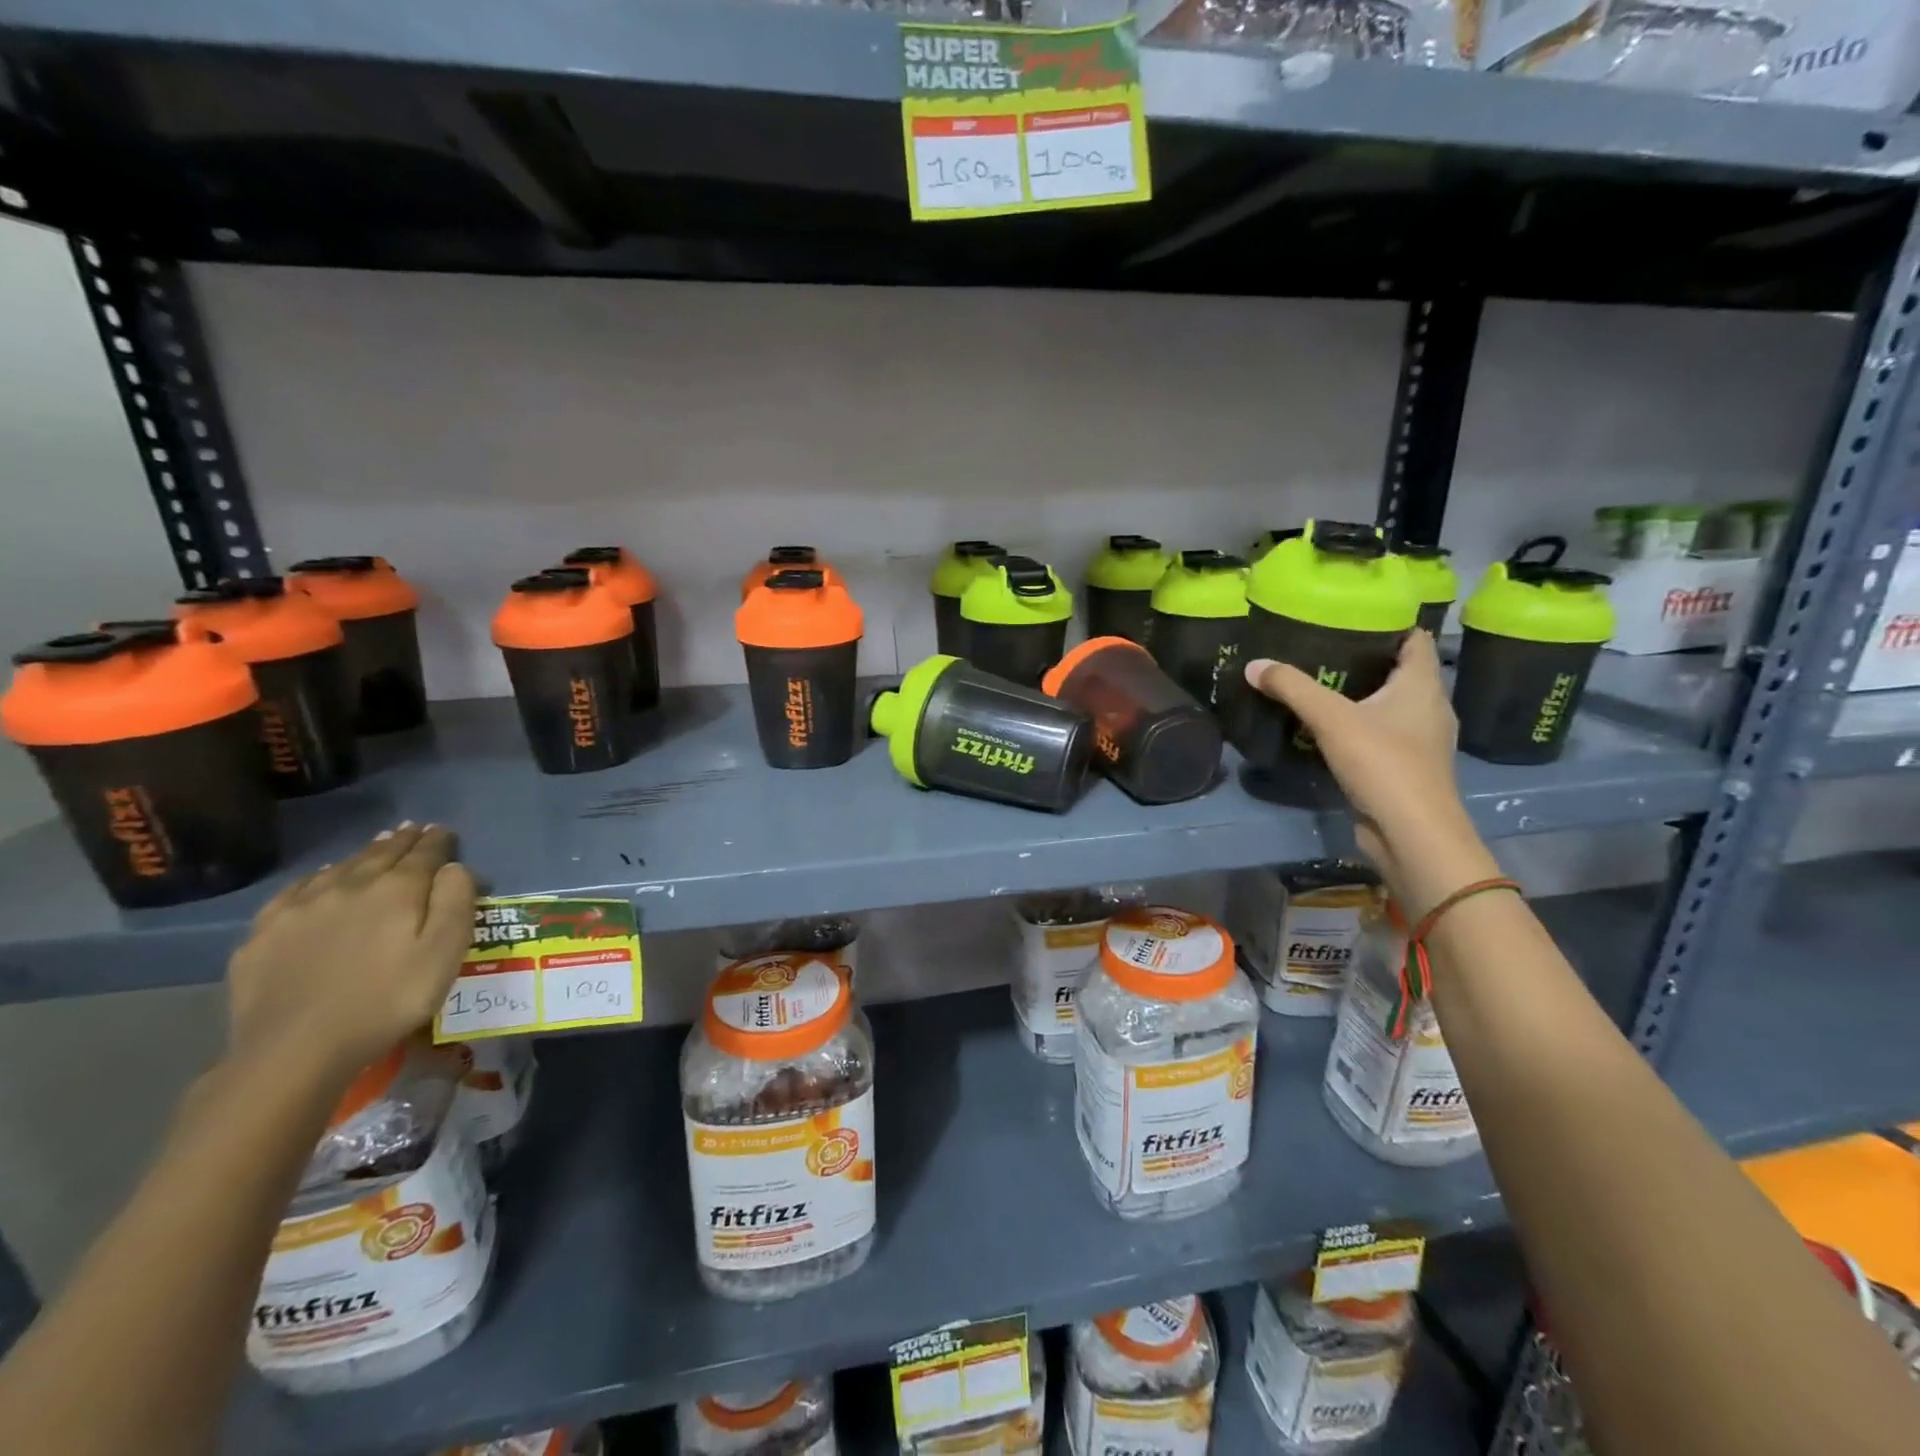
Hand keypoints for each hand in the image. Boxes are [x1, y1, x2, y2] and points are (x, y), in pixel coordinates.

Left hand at [226, 824, 476, 1087]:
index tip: (444, 831)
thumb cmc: (388, 1000)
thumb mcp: (445, 953)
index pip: (423, 854)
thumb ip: (456, 901)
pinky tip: (320, 879)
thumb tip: (454, 866)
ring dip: (364, 854)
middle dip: (402, 841)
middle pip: (380, 855)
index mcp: (396, 890)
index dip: (437, 841)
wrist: (295, 1049)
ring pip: (340, 867)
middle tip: (414, 829)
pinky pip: (296, 891)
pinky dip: (317, 877)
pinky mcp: (264, 933)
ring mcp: (299, 908)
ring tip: (378, 845)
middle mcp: (348, 886)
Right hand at [1243, 631, 1501, 915]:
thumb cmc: (1383, 763)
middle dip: (1367, 659)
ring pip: (1392, 706)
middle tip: (1324, 649)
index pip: (1415, 639)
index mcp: (1423, 685)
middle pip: (1402, 672)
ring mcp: (1421, 741)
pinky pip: (1383, 735)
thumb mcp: (1331, 719)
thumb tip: (1254, 664)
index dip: (1390, 623)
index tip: (1353, 615)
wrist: (1412, 834)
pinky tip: (1329, 730)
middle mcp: (1429, 708)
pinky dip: (1361, 727)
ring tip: (1321, 686)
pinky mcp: (1407, 768)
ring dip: (1363, 696)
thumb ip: (1292, 688)